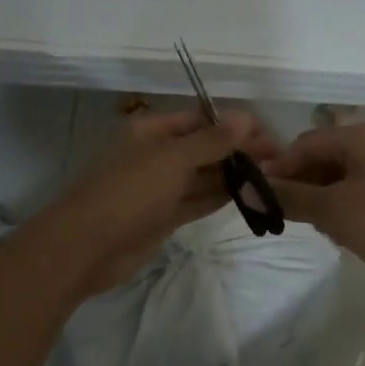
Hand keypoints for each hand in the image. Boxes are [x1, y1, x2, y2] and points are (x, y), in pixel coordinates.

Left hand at [27, 107, 279, 297]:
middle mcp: (156, 154)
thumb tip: (245, 117)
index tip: (268, 135)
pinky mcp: (163, 216)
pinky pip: (197, 201)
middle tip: (278, 159)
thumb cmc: (127, 193)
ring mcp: (159, 187)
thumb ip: (211, 141)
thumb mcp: (172, 160)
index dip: (233, 124)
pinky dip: (220, 197)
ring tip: (271, 177)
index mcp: (151, 131)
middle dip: (237, 150)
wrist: (86, 248)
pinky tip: (248, 195)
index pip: (200, 119)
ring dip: (233, 175)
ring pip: (202, 175)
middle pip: (204, 147)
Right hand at [267, 121, 364, 290]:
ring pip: (339, 177)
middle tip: (286, 217)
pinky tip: (342, 232)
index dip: (279, 169)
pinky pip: (359, 190)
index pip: (303, 144)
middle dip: (301, 186)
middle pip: (322, 158)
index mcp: (358, 137)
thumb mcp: (333, 211)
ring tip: (316, 228)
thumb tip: (249, 190)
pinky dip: (343, 207)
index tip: (262, 199)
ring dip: (321, 199)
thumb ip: (290, 198)